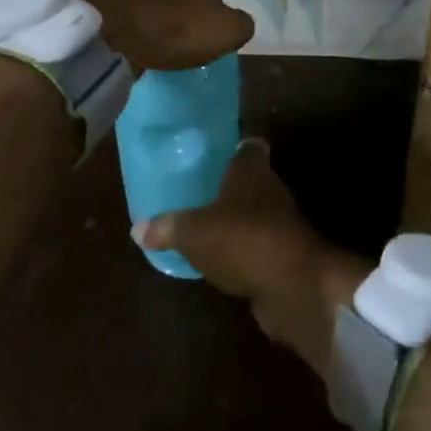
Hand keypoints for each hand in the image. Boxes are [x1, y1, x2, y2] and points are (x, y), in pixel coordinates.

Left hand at [71, 0, 254, 72]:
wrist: (105, 26)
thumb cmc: (170, 32)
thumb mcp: (224, 35)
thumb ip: (240, 24)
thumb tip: (237, 18)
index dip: (210, 3)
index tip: (200, 26)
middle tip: (169, 24)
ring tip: (138, 23)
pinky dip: (116, 0)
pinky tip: (112, 20)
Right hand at [133, 141, 369, 373]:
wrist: (294, 287)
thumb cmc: (242, 239)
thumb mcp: (193, 233)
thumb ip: (167, 227)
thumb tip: (136, 229)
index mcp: (251, 169)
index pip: (247, 145)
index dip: (231, 144)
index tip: (210, 148)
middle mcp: (269, 190)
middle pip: (248, 180)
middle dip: (225, 185)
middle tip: (193, 188)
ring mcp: (280, 224)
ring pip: (252, 214)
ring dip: (232, 220)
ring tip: (199, 224)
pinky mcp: (283, 256)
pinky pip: (254, 246)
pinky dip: (239, 251)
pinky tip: (216, 260)